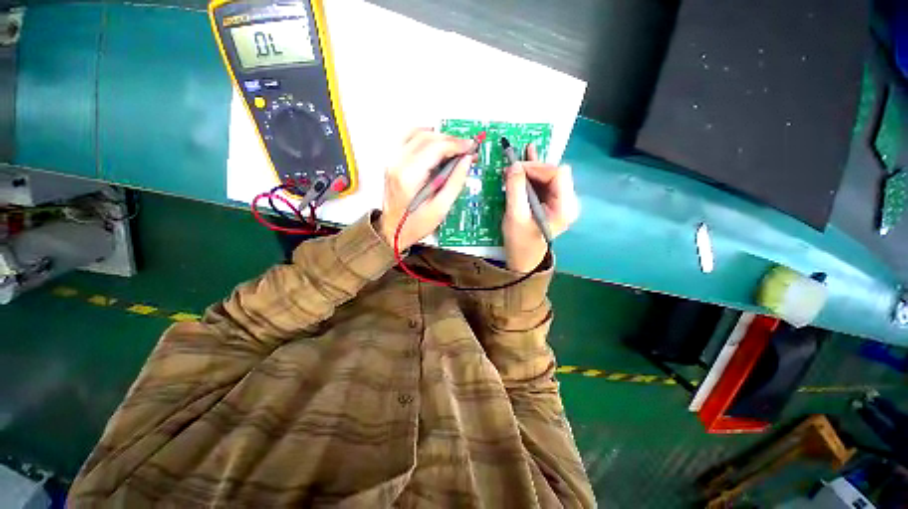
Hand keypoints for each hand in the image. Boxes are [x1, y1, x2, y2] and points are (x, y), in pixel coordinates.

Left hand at [377, 129, 472, 249]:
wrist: (392, 232)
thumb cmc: (413, 225)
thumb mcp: (440, 208)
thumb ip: (455, 182)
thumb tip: (466, 162)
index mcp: (409, 176)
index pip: (436, 147)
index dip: (456, 144)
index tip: (470, 147)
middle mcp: (397, 164)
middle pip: (427, 136)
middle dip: (450, 139)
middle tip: (466, 148)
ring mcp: (392, 162)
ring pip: (416, 133)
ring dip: (438, 136)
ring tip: (453, 147)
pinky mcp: (393, 163)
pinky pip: (408, 139)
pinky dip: (425, 138)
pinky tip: (435, 146)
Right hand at [503, 144, 579, 271]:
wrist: (524, 259)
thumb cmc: (520, 241)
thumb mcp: (515, 215)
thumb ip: (515, 189)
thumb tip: (515, 165)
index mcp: (564, 207)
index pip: (557, 174)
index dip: (537, 167)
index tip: (516, 169)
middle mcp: (568, 202)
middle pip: (554, 173)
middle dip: (533, 168)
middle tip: (512, 169)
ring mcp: (561, 202)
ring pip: (549, 176)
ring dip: (531, 170)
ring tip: (515, 163)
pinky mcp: (552, 203)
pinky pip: (545, 184)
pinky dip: (533, 175)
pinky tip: (527, 160)